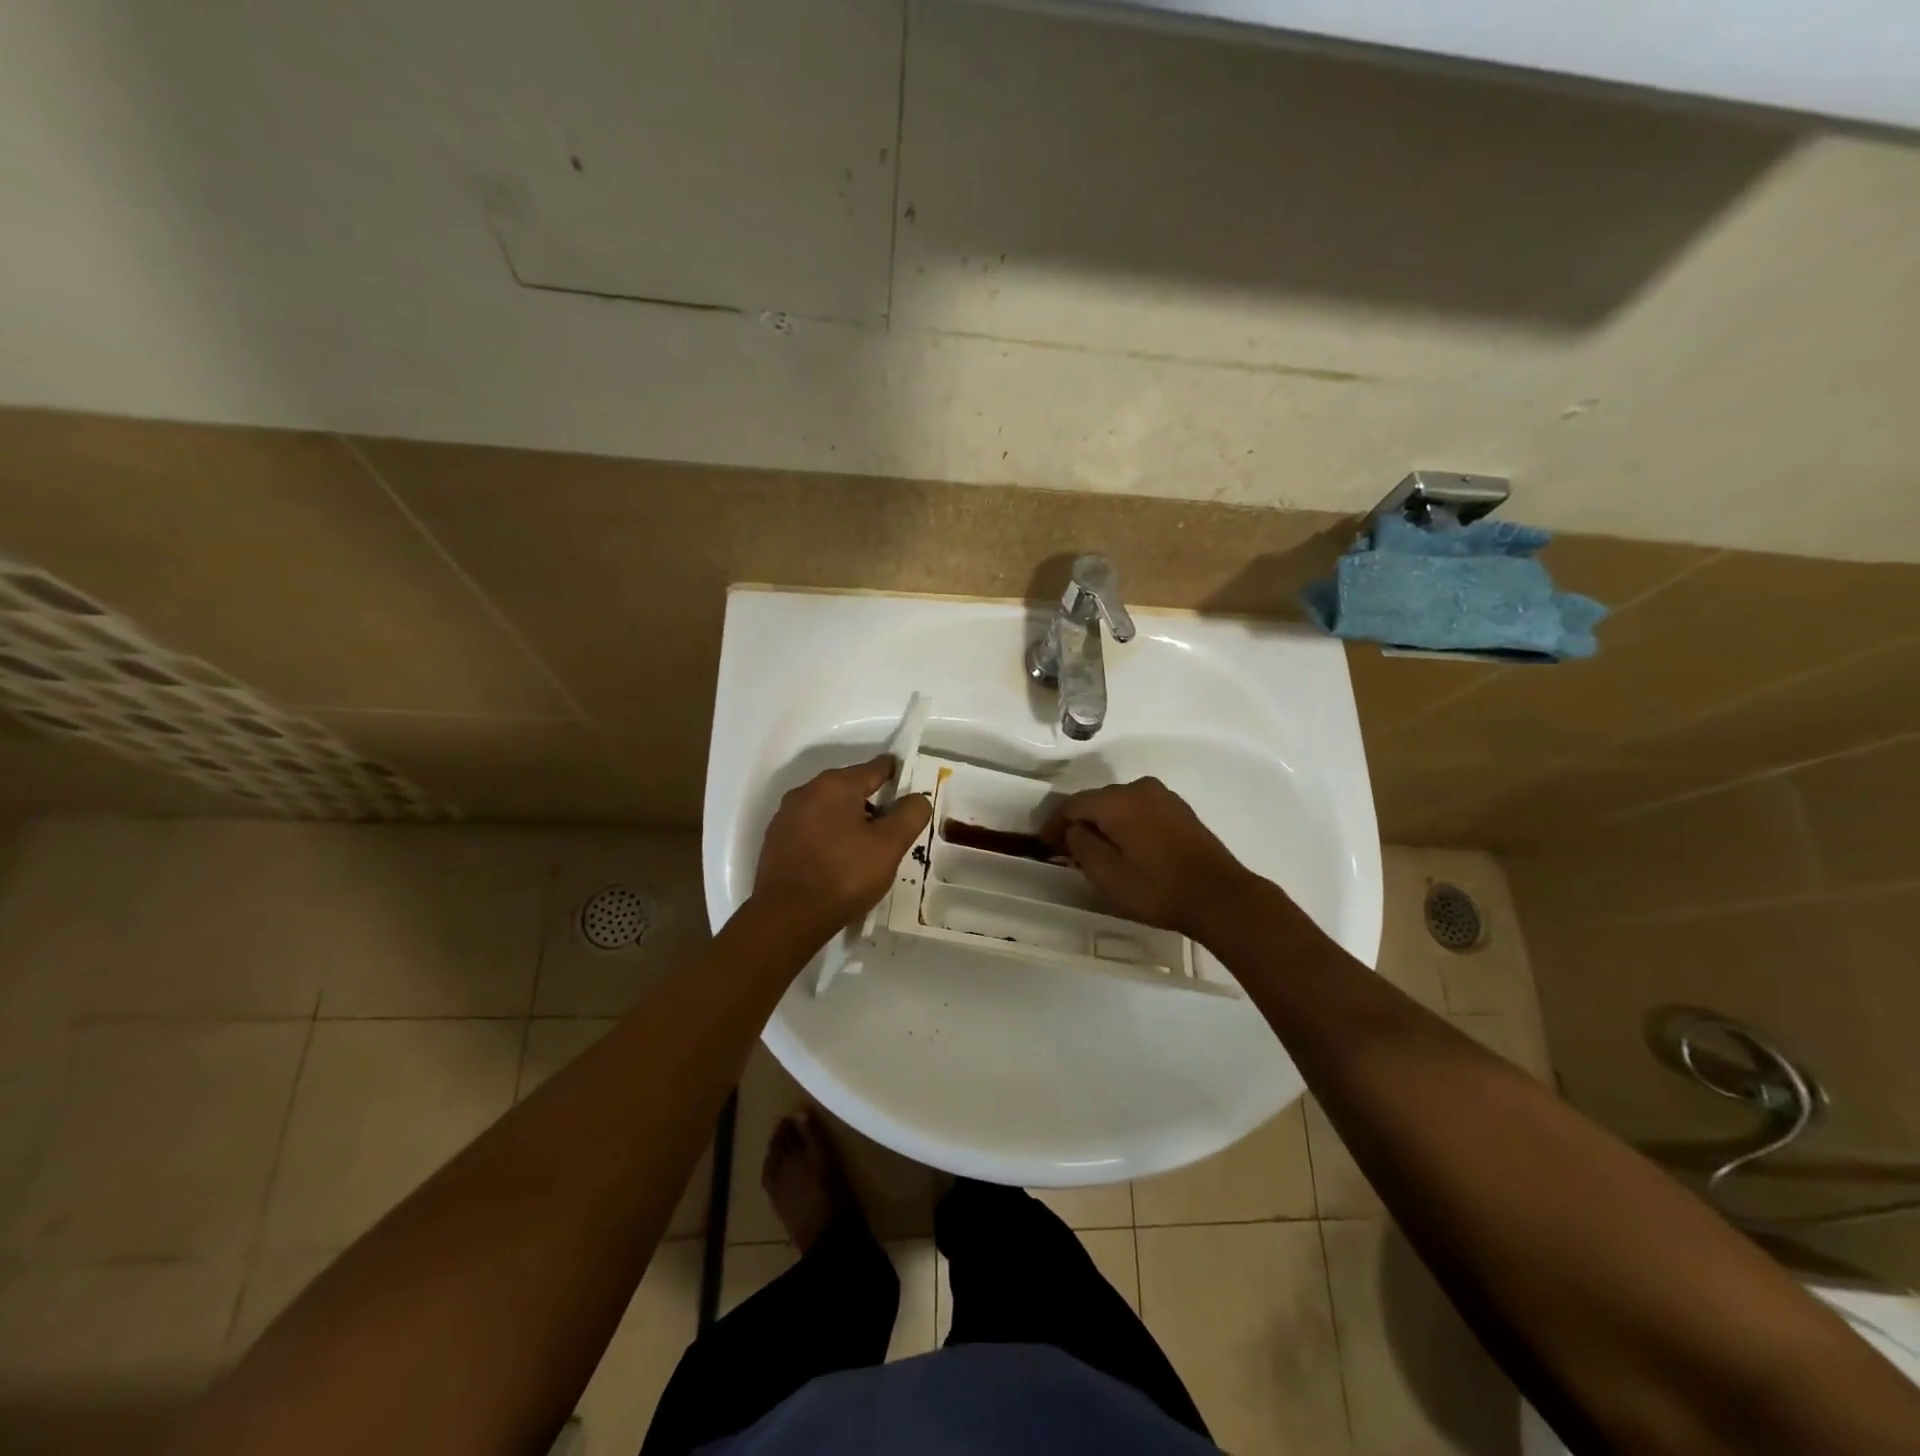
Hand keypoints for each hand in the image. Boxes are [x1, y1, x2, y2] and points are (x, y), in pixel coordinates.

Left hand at [753, 755, 931, 936]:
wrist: (787, 918)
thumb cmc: (844, 876)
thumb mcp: (889, 846)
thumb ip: (910, 814)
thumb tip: (916, 798)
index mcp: (834, 785)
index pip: (875, 768)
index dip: (898, 775)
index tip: (912, 787)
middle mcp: (806, 791)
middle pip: (850, 788)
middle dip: (873, 803)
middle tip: (893, 829)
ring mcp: (786, 816)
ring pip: (829, 809)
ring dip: (849, 821)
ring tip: (867, 850)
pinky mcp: (776, 840)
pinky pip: (812, 828)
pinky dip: (829, 836)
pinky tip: (838, 861)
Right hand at [1041, 776, 1258, 938]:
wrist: (1220, 897)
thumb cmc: (1157, 888)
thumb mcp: (1107, 874)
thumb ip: (1081, 845)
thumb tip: (1075, 829)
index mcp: (1118, 800)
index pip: (1073, 804)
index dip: (1053, 824)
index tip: (1044, 845)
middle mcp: (1139, 788)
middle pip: (1096, 801)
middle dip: (1078, 823)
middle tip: (1065, 850)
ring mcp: (1163, 797)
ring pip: (1119, 805)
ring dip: (1103, 824)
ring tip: (1094, 851)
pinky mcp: (1179, 810)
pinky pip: (1139, 810)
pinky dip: (1125, 824)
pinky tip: (1125, 847)